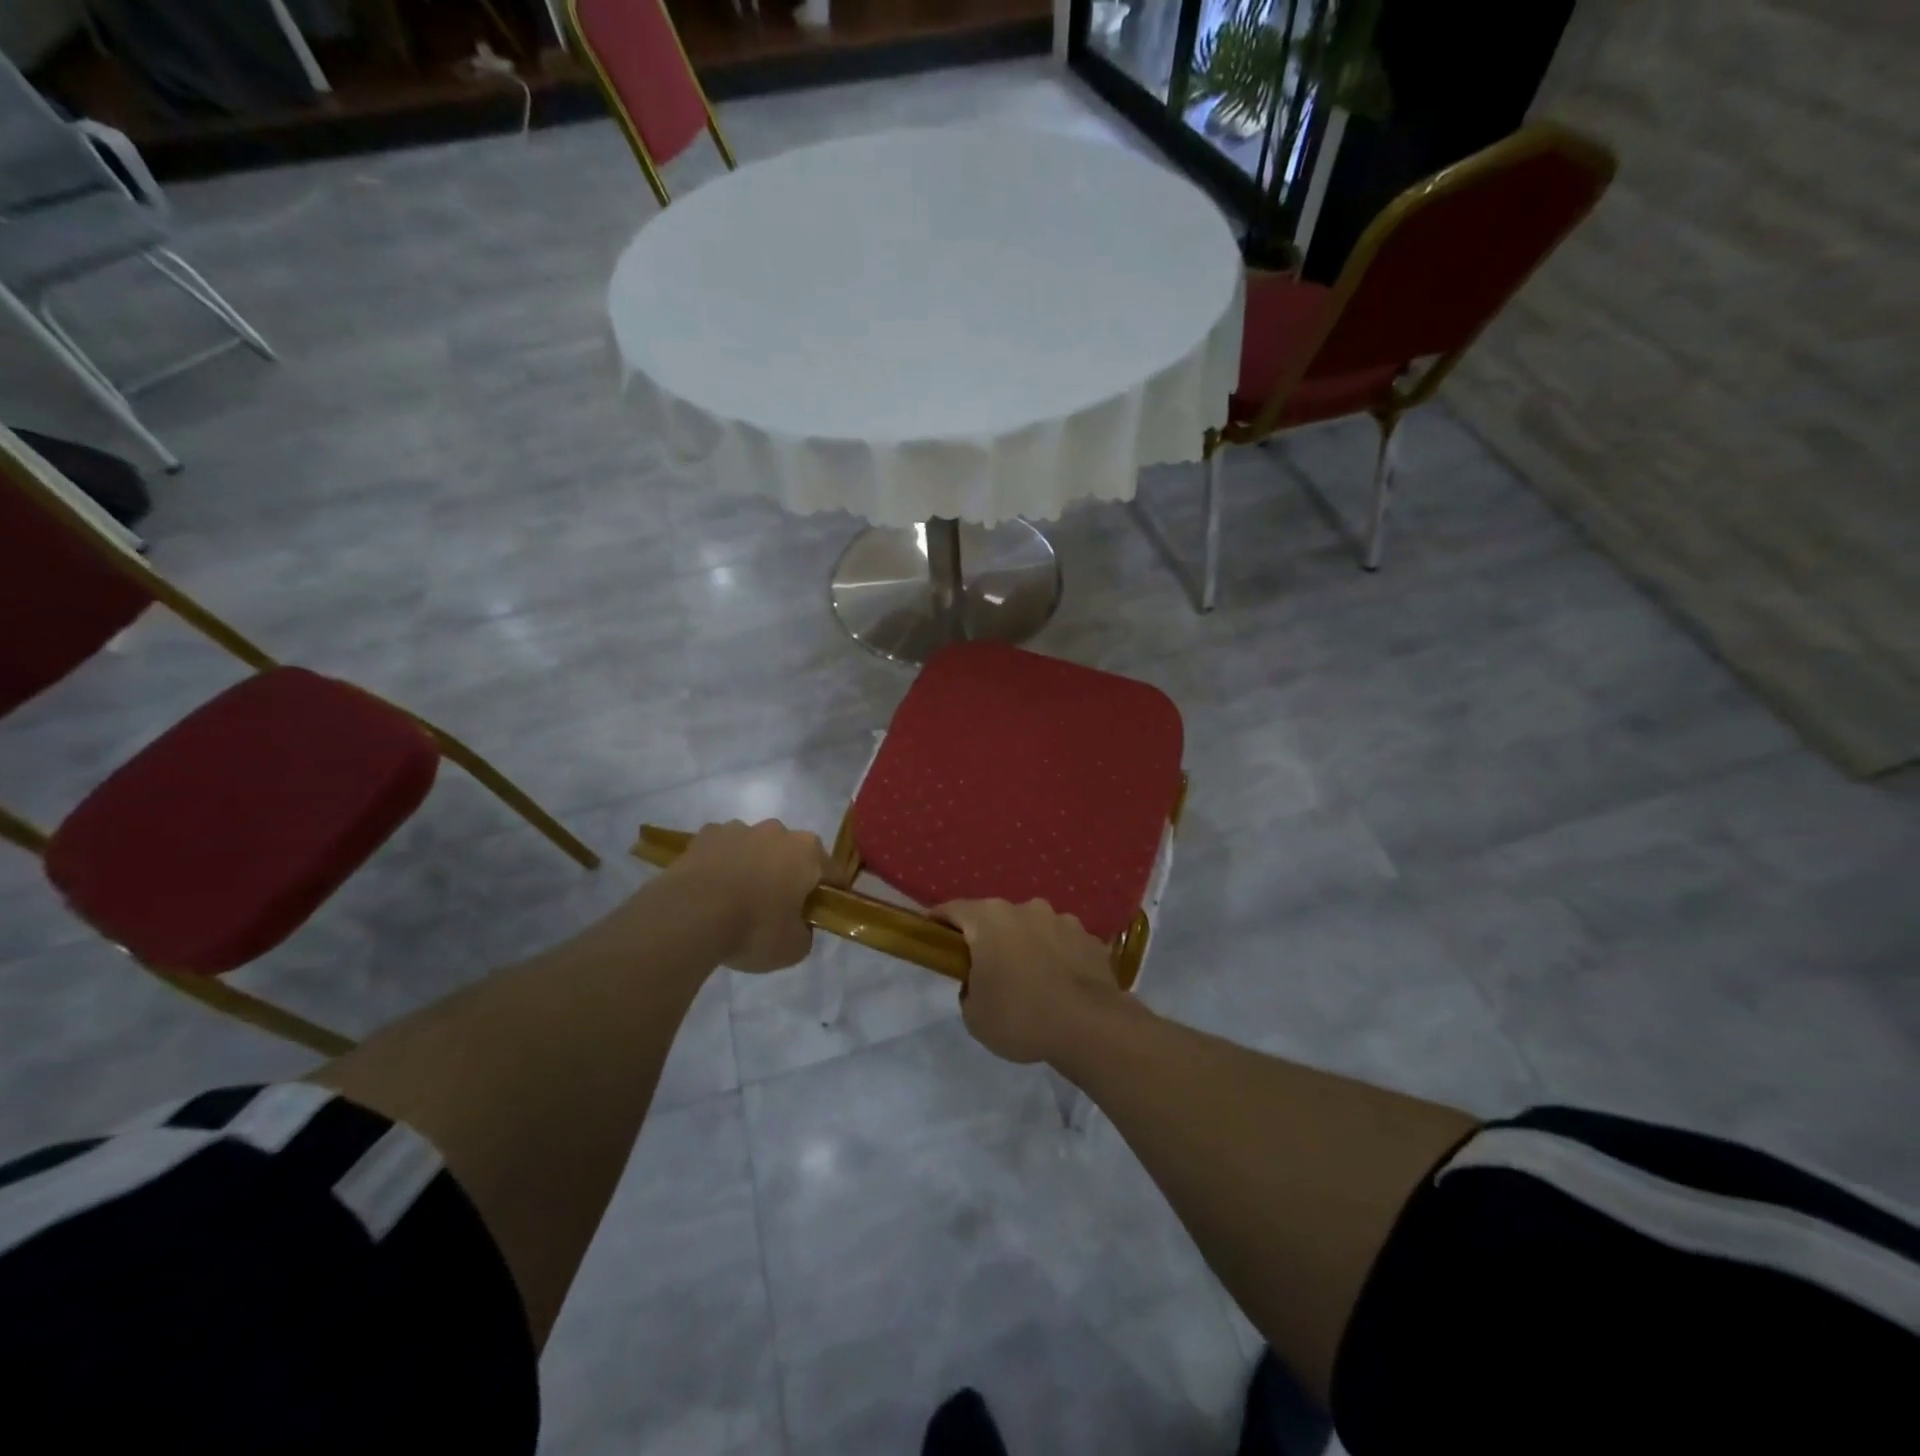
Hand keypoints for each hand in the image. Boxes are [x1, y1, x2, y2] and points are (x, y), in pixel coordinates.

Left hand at [667, 820, 832, 972]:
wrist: (688, 917)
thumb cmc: (753, 929)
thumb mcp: (794, 948)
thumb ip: (805, 932)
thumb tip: (799, 925)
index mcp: (808, 852)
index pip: (832, 873)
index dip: (830, 895)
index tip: (820, 915)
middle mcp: (777, 831)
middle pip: (792, 854)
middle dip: (788, 876)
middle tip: (776, 911)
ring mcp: (738, 828)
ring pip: (755, 848)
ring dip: (753, 867)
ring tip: (736, 901)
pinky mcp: (704, 835)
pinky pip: (721, 850)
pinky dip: (721, 865)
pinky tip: (711, 891)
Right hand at [935, 899, 1120, 1063]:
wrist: (1090, 1026)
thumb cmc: (1020, 1017)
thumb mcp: (974, 1015)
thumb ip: (970, 989)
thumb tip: (982, 982)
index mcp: (989, 920)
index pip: (953, 909)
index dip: (939, 921)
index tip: (931, 933)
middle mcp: (1026, 909)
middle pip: (997, 918)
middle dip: (989, 938)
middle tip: (986, 968)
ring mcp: (1062, 920)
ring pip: (1033, 928)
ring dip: (1027, 946)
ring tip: (1031, 981)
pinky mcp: (1090, 939)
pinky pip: (1063, 945)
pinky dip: (1057, 958)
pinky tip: (1060, 986)